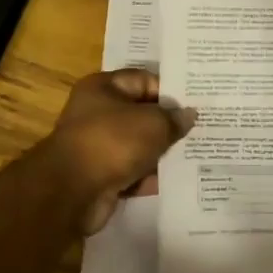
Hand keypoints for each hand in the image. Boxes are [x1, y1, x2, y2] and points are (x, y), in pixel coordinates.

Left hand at [44, 69, 196, 234]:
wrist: (72, 191)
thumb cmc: (113, 142)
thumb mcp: (152, 124)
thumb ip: (173, 118)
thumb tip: (188, 115)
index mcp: (103, 88)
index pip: (143, 80)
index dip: (170, 91)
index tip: (197, 103)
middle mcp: (96, 113)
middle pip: (140, 114)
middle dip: (168, 124)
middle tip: (201, 130)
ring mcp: (97, 146)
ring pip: (137, 145)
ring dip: (160, 153)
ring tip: (194, 155)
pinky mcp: (100, 176)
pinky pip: (131, 172)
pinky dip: (148, 177)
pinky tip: (175, 181)